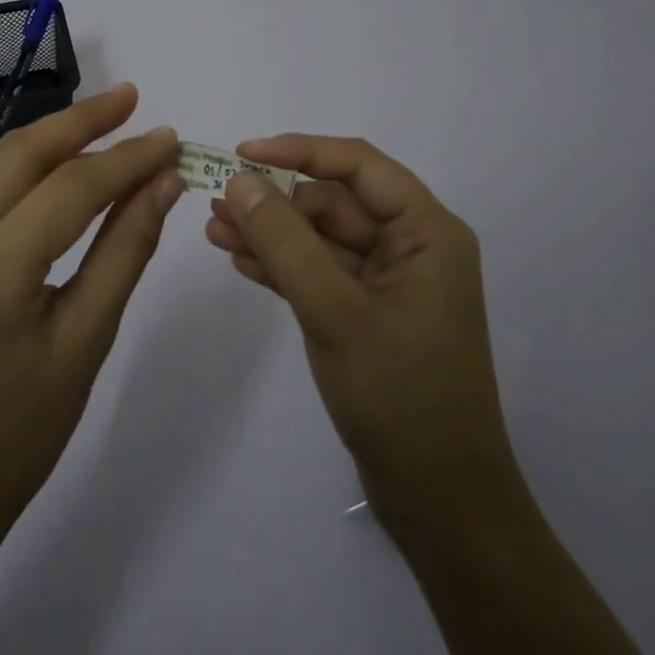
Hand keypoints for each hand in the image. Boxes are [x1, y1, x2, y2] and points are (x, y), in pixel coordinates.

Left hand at [0, 84, 183, 535]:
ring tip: (110, 118)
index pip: (67, 191)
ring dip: (55, 137)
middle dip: (81, 121)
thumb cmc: (27, 430)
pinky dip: (32, 170)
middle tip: (132, 99)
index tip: (170, 139)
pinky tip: (68, 163)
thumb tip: (164, 181)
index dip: (124, 160)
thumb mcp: (88, 339)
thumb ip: (126, 248)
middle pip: (19, 156)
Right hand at [205, 135, 519, 537]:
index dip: (299, 151)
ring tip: (214, 231)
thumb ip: (285, 242)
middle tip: (216, 203)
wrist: (440, 503)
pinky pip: (321, 272)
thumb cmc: (401, 397)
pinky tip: (241, 263)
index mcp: (426, 232)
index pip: (358, 166)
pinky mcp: (369, 313)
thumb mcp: (334, 311)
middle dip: (275, 201)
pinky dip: (283, 266)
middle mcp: (412, 246)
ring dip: (271, 233)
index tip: (242, 154)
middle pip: (335, 202)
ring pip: (322, 238)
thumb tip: (240, 181)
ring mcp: (390, 282)